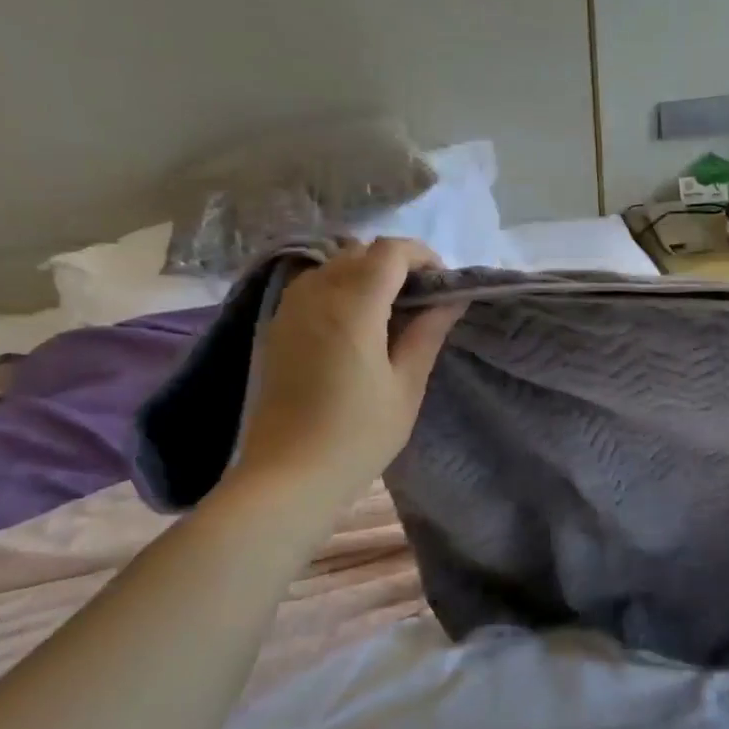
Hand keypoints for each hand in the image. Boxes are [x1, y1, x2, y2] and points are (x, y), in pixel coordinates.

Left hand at [226, 238, 463, 512]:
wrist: (287, 476)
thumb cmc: (358, 434)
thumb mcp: (407, 385)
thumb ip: (428, 332)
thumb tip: (451, 299)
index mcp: (352, 306)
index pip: (389, 251)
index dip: (422, 256)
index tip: (442, 285)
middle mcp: (316, 295)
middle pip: (360, 251)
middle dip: (396, 264)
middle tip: (421, 301)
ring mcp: (289, 309)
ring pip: (334, 265)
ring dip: (367, 274)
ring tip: (391, 313)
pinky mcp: (277, 327)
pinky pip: (314, 286)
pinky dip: (342, 288)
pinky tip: (358, 326)